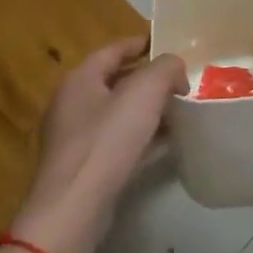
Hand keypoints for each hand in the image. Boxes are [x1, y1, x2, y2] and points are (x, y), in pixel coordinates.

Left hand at [10, 39, 186, 252]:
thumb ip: (165, 68)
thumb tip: (175, 69)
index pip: (113, 50)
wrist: (74, 209)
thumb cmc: (107, 141)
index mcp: (80, 79)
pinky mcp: (84, 168)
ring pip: (118, 113)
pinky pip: (117, 142)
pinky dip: (141, 137)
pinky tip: (165, 143)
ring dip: (146, 109)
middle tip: (180, 79)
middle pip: (116, 81)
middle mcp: (72, 104)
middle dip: (148, 79)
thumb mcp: (144, 92)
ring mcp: (75, 139)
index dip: (141, 43)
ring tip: (179, 109)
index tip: (167, 43)